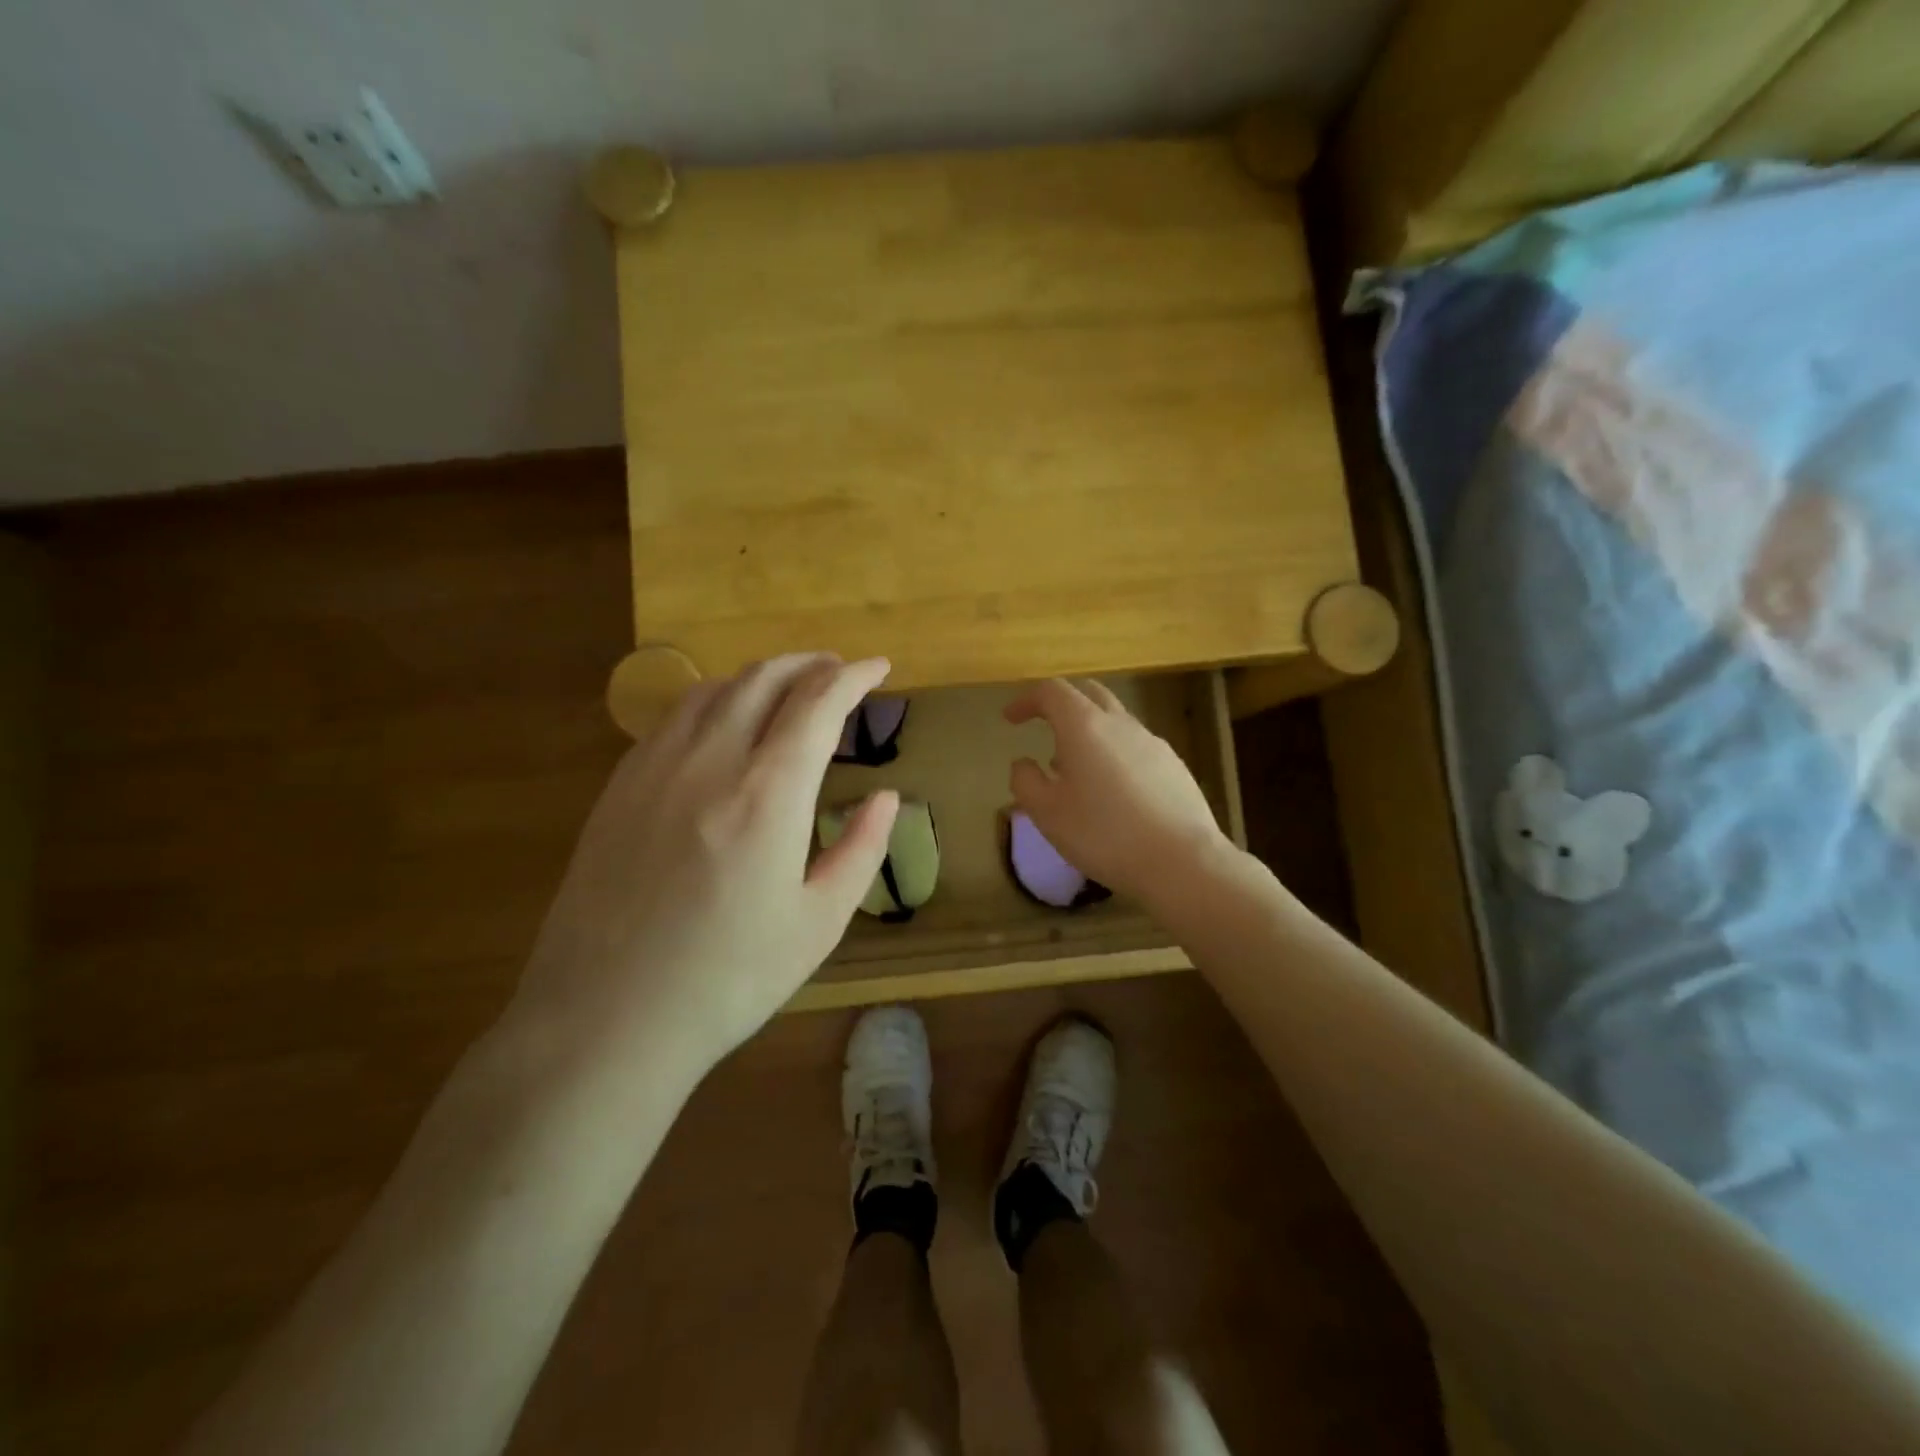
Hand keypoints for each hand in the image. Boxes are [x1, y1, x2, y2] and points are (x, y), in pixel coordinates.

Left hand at [511, 654, 898, 1084]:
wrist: (605, 1020)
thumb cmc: (728, 979)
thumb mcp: (818, 923)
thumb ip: (861, 849)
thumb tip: (887, 798)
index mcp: (768, 794)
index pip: (818, 703)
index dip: (854, 676)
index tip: (879, 667)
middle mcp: (710, 762)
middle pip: (763, 679)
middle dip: (809, 664)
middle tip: (837, 670)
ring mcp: (654, 769)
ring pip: (713, 690)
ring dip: (759, 676)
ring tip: (787, 688)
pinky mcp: (619, 788)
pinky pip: (673, 718)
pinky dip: (713, 701)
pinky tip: (722, 726)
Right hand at [1005, 678, 1234, 905]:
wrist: (1181, 861)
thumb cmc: (1103, 834)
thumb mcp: (1047, 814)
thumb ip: (1025, 781)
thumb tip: (1023, 763)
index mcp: (1084, 726)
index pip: (1052, 692)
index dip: (1027, 700)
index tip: (1011, 719)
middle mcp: (1120, 724)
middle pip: (1089, 693)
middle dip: (1062, 703)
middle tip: (1044, 726)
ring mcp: (1153, 742)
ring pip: (1115, 720)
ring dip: (1089, 731)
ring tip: (1074, 768)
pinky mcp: (1174, 765)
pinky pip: (1135, 745)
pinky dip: (1114, 752)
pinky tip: (1112, 790)